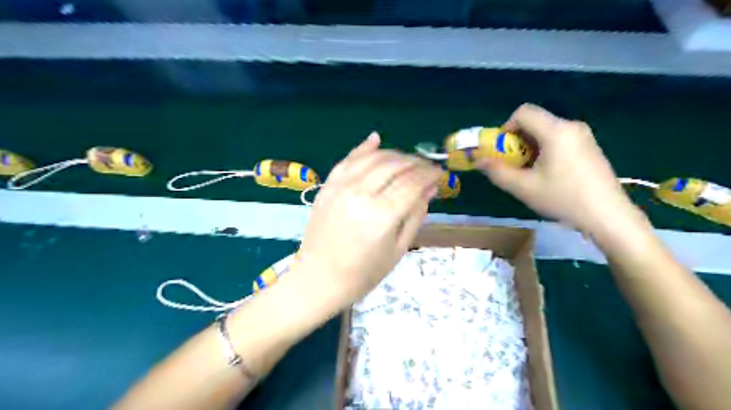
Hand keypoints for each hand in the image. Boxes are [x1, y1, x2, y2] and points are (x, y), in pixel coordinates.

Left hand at [294, 132, 441, 309]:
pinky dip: (364, 148)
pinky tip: (376, 140)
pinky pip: (348, 160)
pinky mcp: (328, 186)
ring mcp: (341, 187)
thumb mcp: (398, 249)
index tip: (440, 172)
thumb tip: (431, 188)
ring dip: (395, 154)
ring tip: (408, 160)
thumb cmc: (363, 273)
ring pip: (373, 158)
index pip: (412, 183)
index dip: (430, 174)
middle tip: (427, 167)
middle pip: (394, 166)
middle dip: (415, 162)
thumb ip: (415, 215)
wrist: (319, 278)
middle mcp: (361, 194)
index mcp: (382, 215)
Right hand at [481, 102, 634, 232]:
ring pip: (546, 132)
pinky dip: (545, 151)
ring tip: (530, 173)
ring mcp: (583, 136)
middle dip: (517, 141)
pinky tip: (548, 174)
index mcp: (556, 130)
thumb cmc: (563, 198)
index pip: (523, 112)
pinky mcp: (589, 147)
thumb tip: (478, 160)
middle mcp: (571, 126)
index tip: (502, 151)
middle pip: (534, 122)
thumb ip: (497, 172)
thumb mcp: (524, 188)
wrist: (608, 215)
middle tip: (514, 165)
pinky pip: (559, 140)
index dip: (506, 128)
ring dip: (530, 148)